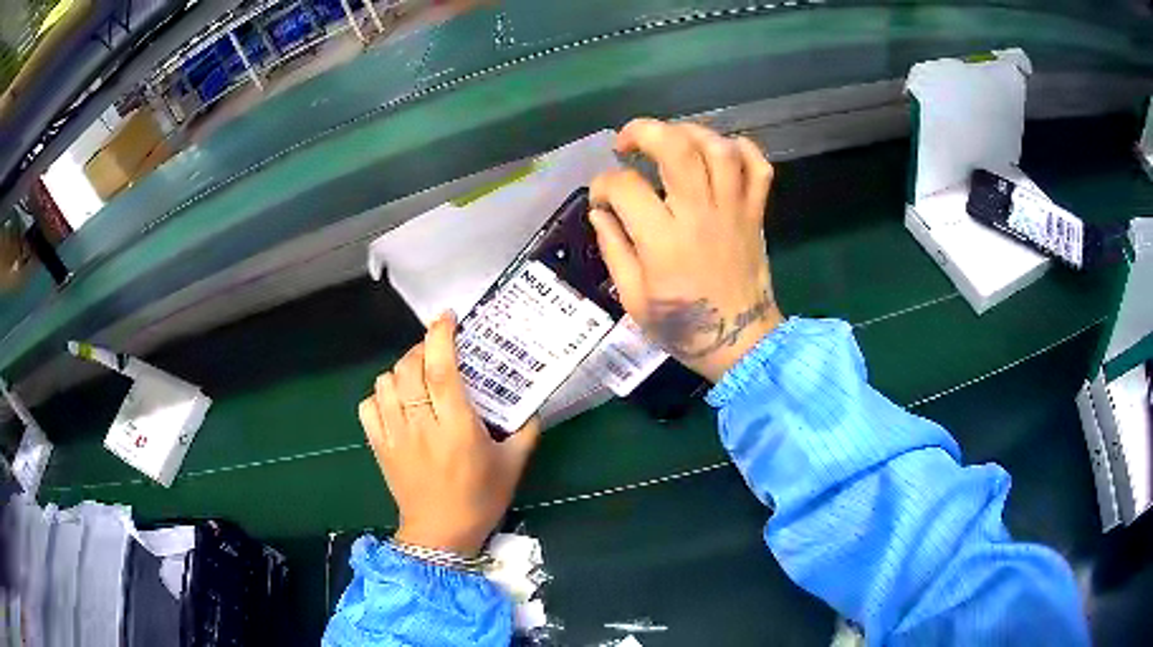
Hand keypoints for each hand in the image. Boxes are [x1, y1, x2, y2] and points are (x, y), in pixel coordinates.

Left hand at [358, 312, 540, 555]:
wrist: (440, 536)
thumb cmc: (480, 500)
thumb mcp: (513, 466)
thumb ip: (525, 431)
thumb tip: (531, 405)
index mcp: (456, 428)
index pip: (441, 370)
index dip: (441, 336)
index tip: (447, 318)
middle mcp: (421, 425)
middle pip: (409, 368)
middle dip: (422, 350)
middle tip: (438, 353)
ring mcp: (395, 435)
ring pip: (385, 383)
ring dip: (401, 371)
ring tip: (416, 377)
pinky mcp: (379, 446)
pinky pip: (368, 407)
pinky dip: (379, 396)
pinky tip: (395, 402)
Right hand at [589, 118, 783, 381]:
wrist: (741, 343)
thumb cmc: (684, 327)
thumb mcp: (633, 299)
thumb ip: (614, 249)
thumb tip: (600, 212)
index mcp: (663, 241)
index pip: (625, 187)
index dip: (603, 185)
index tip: (601, 199)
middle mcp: (700, 215)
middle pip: (677, 147)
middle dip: (644, 131)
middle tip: (628, 143)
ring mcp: (734, 211)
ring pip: (719, 148)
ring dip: (690, 132)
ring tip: (671, 141)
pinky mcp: (756, 214)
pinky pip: (759, 168)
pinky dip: (742, 149)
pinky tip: (720, 152)